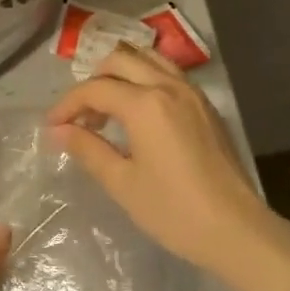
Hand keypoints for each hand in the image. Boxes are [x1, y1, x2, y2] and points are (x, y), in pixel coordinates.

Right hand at [46, 45, 275, 279]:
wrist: (237, 230)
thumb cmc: (173, 211)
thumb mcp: (122, 183)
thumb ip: (87, 149)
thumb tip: (58, 131)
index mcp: (145, 104)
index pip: (95, 89)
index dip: (67, 105)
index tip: (52, 126)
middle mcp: (168, 86)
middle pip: (119, 61)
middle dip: (93, 82)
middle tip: (80, 117)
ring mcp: (192, 93)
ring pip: (147, 60)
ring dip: (120, 75)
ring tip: (108, 108)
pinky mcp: (206, 106)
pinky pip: (168, 74)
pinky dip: (145, 80)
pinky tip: (138, 114)